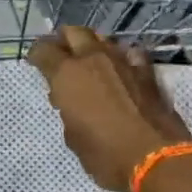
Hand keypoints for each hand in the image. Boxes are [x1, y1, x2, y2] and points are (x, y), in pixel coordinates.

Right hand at [27, 27, 191, 191]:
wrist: (156, 158)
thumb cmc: (105, 154)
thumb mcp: (73, 137)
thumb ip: (68, 112)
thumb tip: (70, 102)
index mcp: (67, 74)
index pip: (44, 50)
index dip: (36, 54)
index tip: (35, 62)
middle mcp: (93, 59)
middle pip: (74, 32)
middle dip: (64, 40)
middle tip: (61, 54)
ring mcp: (122, 62)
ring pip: (103, 39)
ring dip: (93, 46)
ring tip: (90, 61)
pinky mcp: (147, 72)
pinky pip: (130, 54)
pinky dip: (123, 58)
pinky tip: (122, 69)